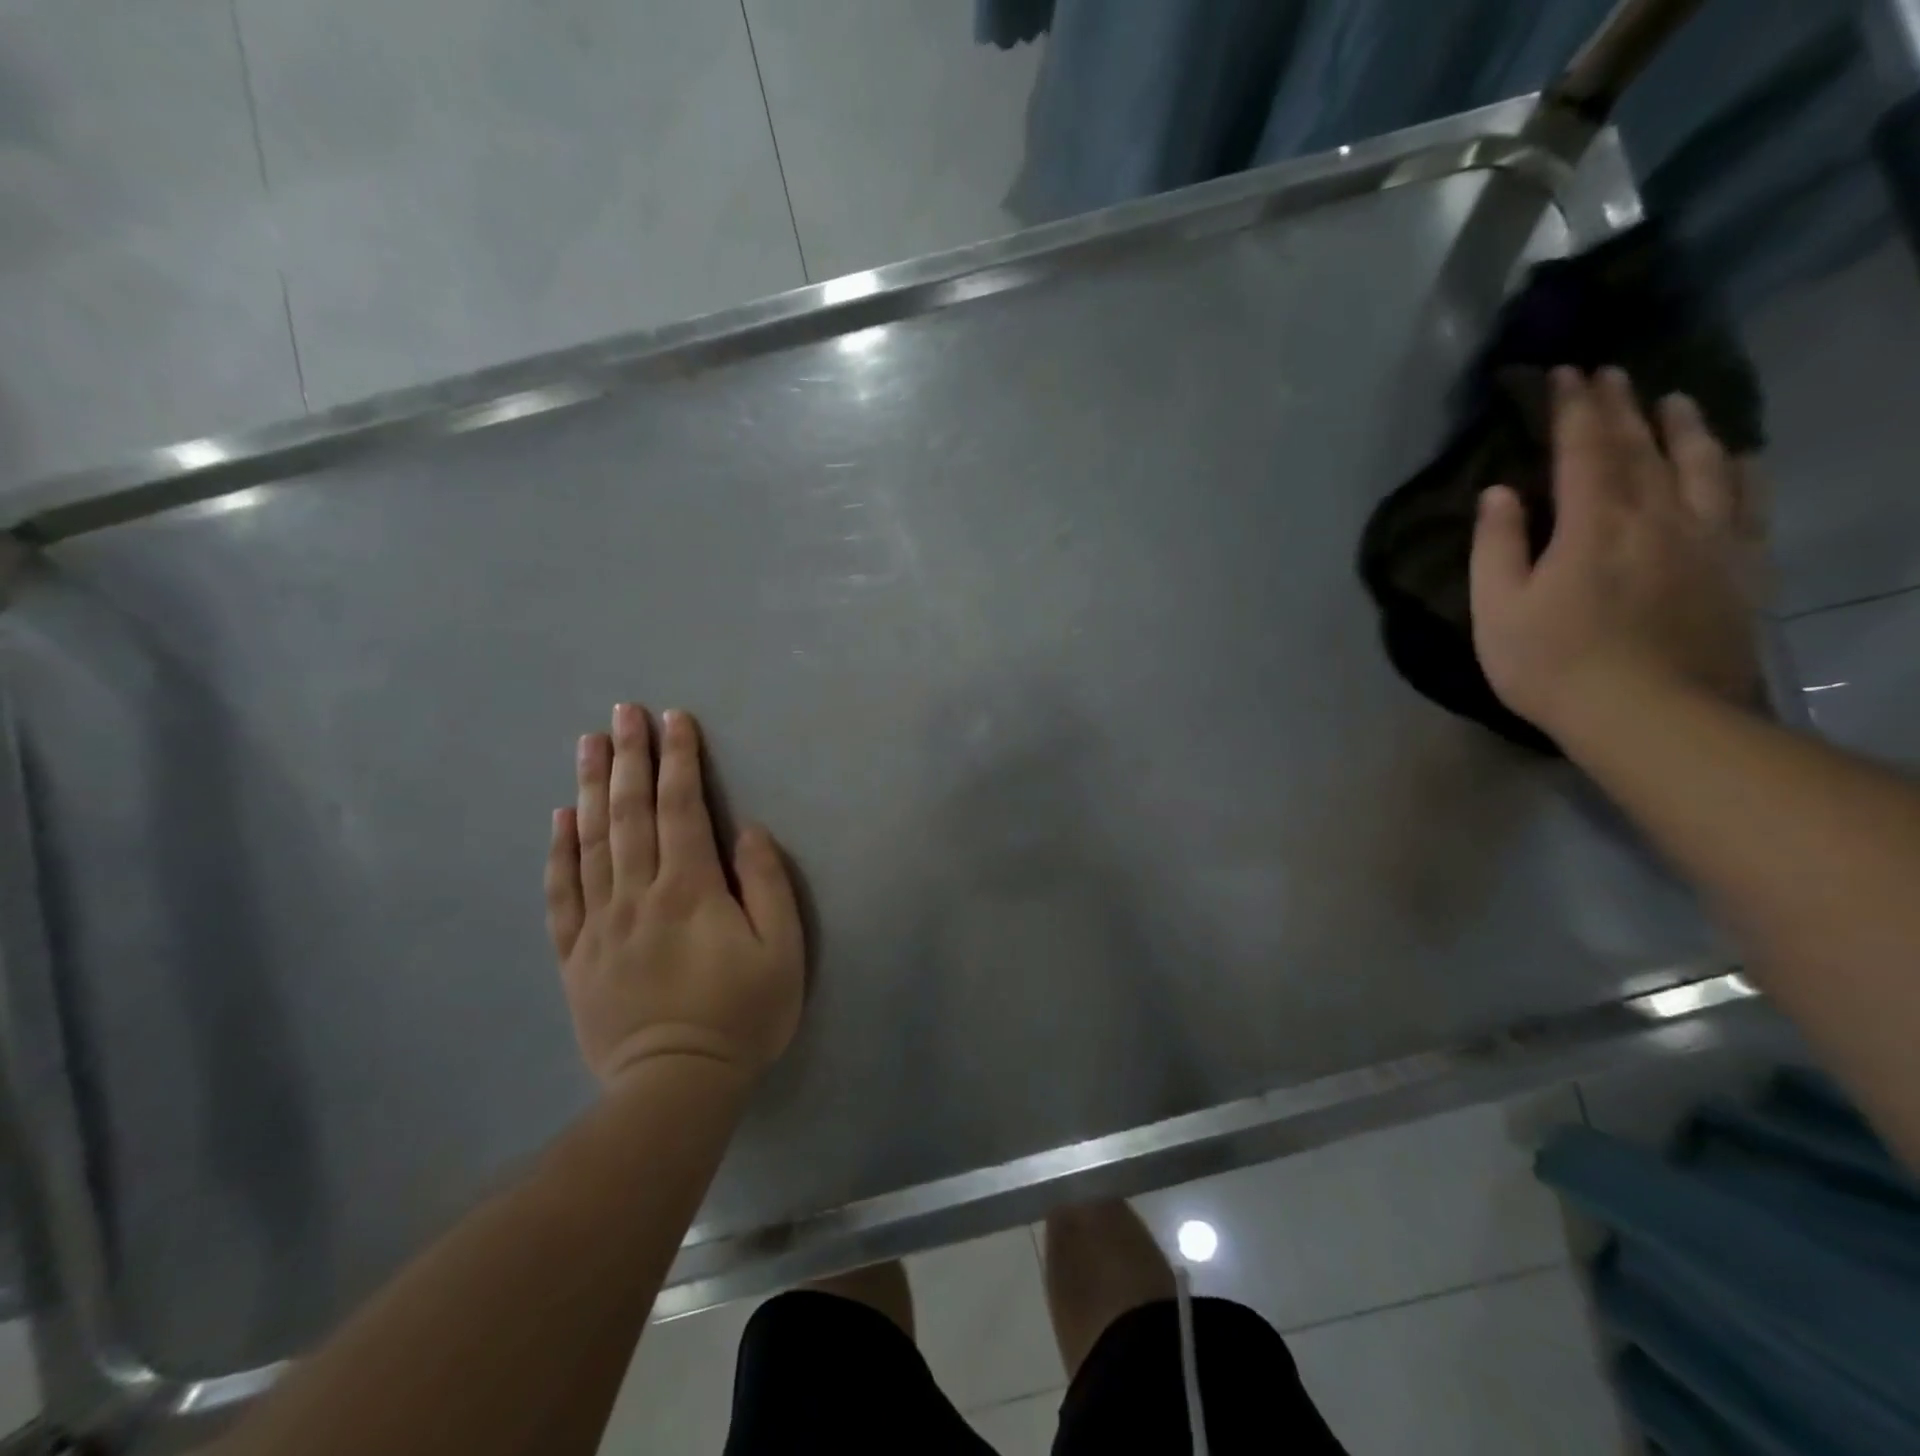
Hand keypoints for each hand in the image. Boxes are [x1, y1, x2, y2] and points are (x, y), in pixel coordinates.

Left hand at [544, 705, 804, 1087]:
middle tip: (622, 712)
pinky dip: (559, 851)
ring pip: (591, 842)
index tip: (673, 719)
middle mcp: (638, 894)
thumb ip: (766, 884)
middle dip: (629, 757)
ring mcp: (600, 923)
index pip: (683, 808)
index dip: (679, 760)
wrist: (676, 1086)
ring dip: (591, 788)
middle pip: (631, 813)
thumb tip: (747, 831)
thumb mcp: (782, 950)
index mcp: (690, 889)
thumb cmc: (742, 1015)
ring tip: (587, 743)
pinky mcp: (576, 955)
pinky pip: (562, 893)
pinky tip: (559, 818)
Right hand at [1469, 367, 1760, 747]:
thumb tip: (1499, 492)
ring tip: (1673, 399)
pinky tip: (1735, 457)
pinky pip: (1746, 502)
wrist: (1650, 715)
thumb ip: (1497, 546)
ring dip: (1684, 426)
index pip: (1584, 449)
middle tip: (1609, 372)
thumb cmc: (1552, 663)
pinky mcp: (1737, 567)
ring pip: (1702, 463)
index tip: (1565, 373)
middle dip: (1621, 405)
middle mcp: (1657, 515)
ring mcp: (1707, 538)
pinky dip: (1738, 470)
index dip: (1573, 408)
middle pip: (1641, 446)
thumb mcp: (1497, 610)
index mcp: (1593, 524)